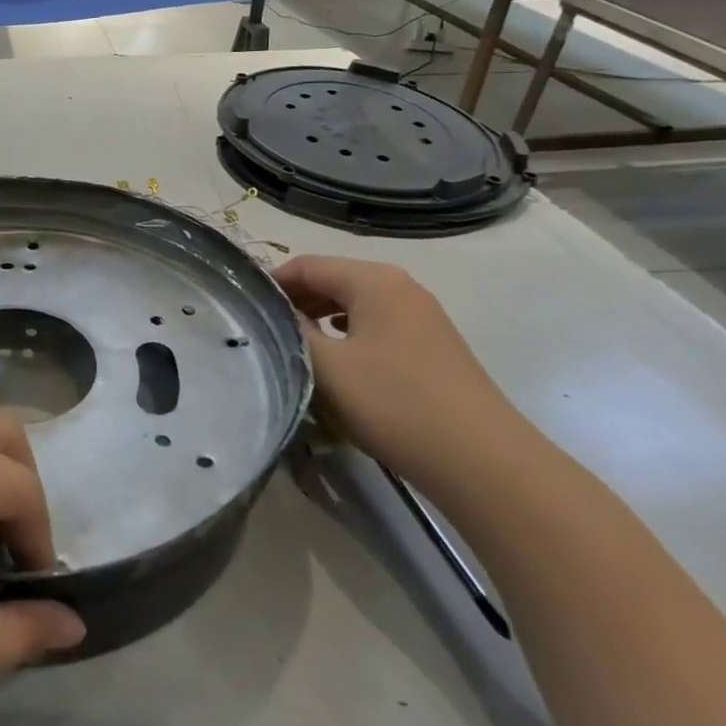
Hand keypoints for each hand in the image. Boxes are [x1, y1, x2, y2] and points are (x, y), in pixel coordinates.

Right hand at [274, 256, 533, 487]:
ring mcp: (421, 316)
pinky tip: (338, 364)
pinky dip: (348, 335)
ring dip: (320, 319)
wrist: (482, 460)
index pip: (307, 265)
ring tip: (293, 347)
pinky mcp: (432, 345)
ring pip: (354, 305)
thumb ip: (291, 331)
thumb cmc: (395, 404)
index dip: (271, 283)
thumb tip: (273, 312)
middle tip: (263, 330)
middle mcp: (400, 286)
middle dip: (295, 301)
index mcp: (373, 280)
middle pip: (332, 280)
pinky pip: (376, 326)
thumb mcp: (328, 367)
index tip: (243, 309)